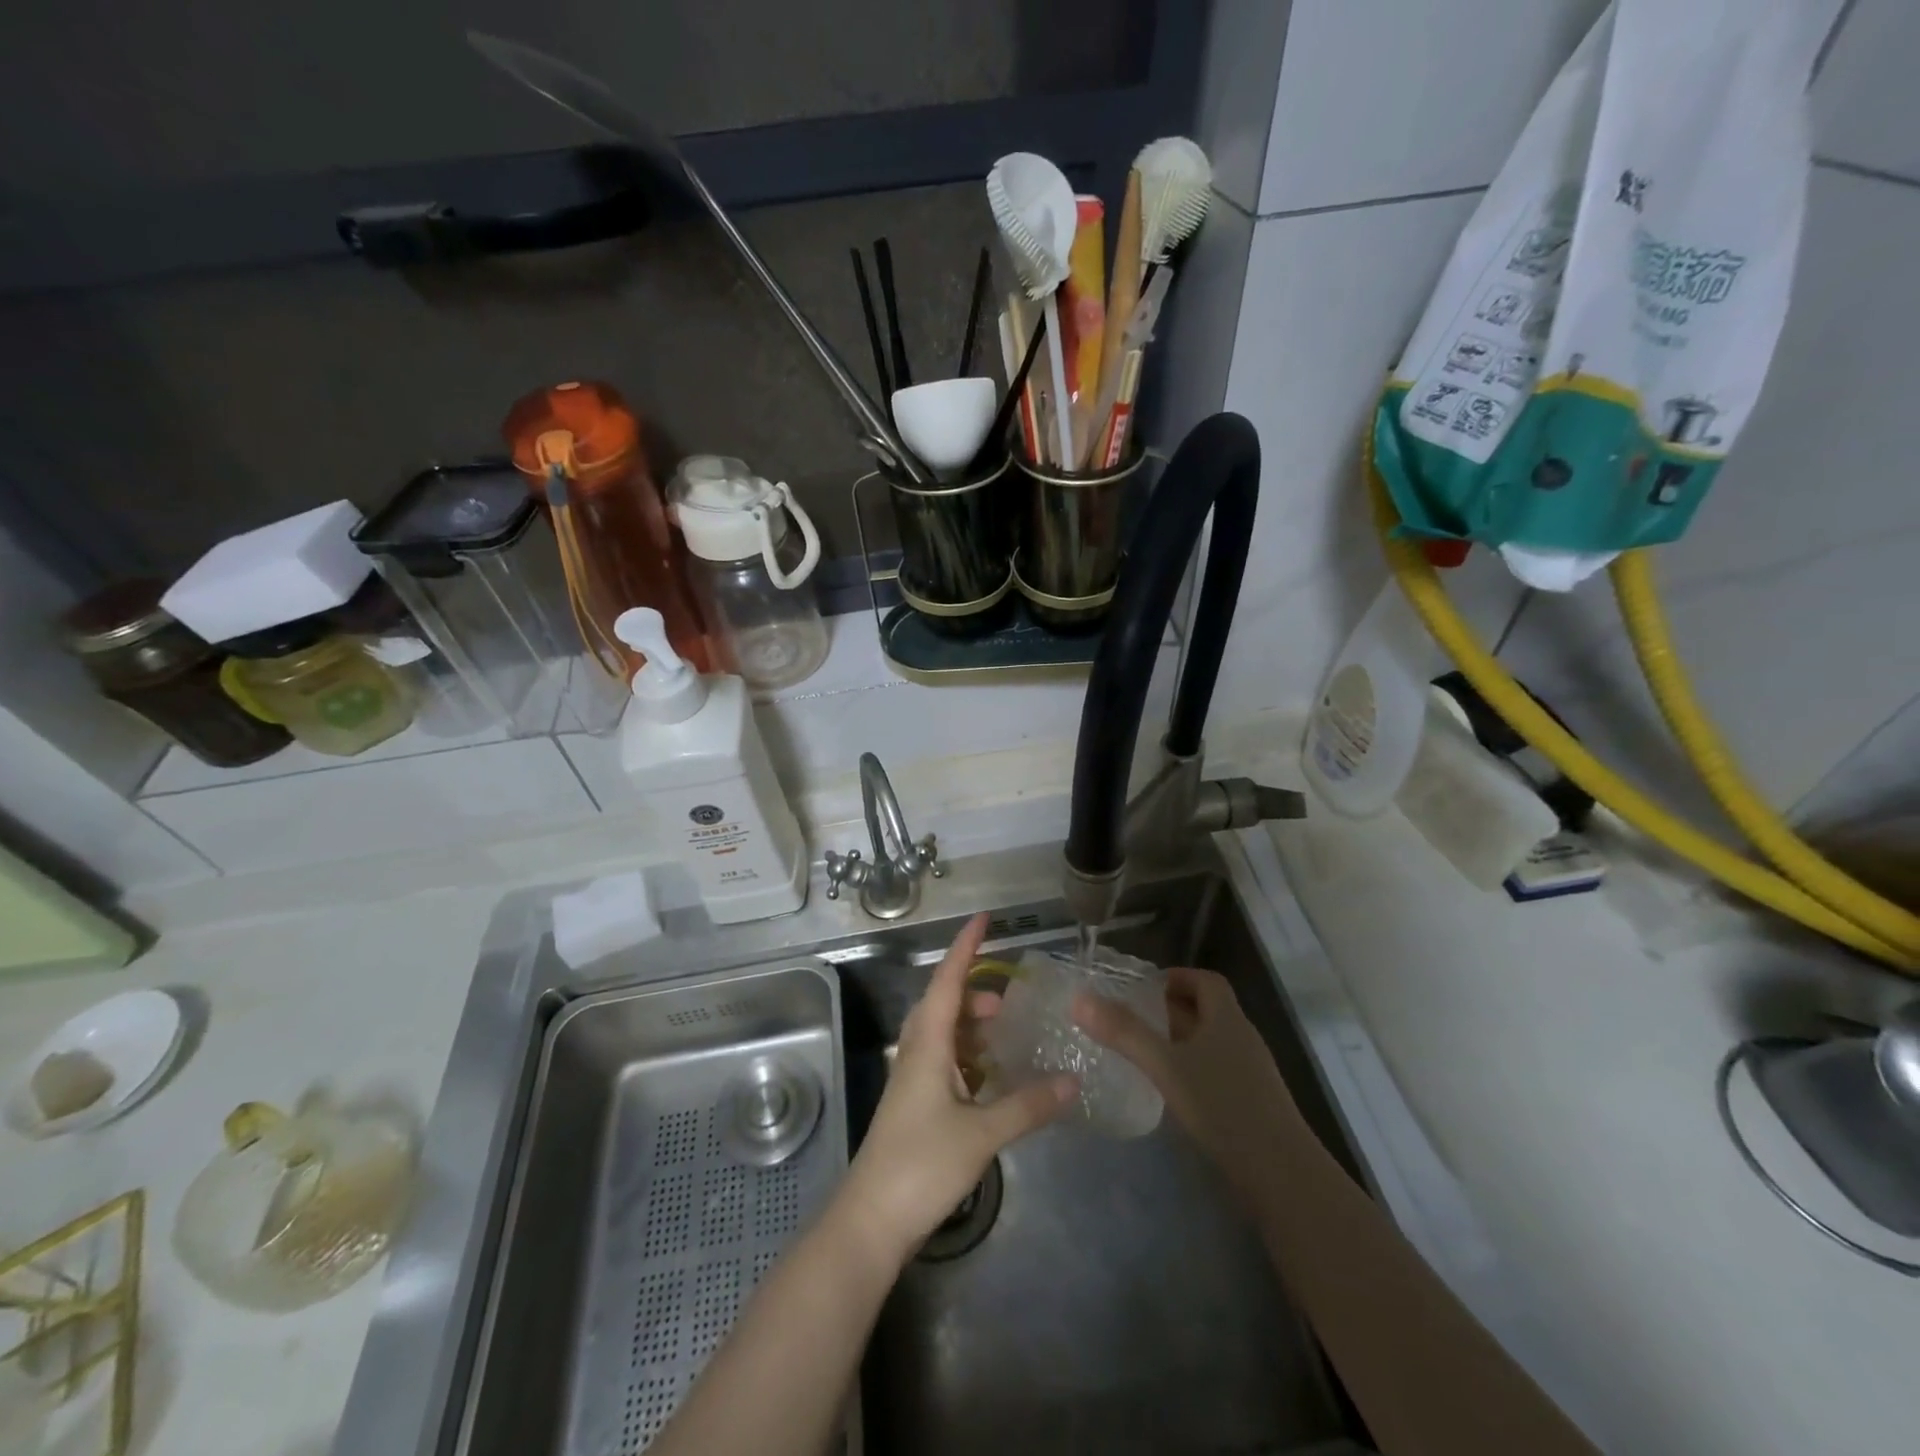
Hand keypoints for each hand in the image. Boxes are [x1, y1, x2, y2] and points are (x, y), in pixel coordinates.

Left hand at [839, 914, 1075, 1261]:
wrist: (871, 1220)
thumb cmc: (921, 1165)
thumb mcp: (982, 1134)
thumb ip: (1028, 1105)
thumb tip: (1072, 1080)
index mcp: (928, 1043)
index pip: (948, 980)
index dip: (966, 947)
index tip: (984, 918)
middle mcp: (917, 1051)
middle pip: (944, 1004)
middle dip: (974, 992)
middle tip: (1010, 1003)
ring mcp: (912, 1079)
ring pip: (943, 1034)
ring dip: (971, 1026)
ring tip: (1004, 1035)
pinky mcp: (914, 1104)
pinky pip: (944, 1062)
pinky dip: (968, 1056)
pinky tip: (990, 1078)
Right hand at [1073, 966, 1301, 1207]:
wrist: (1283, 1176)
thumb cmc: (1224, 1107)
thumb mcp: (1166, 1066)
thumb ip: (1123, 1032)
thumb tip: (1079, 998)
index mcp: (1228, 1019)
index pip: (1206, 981)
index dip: (1176, 977)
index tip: (1142, 988)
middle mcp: (1242, 1038)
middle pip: (1206, 1010)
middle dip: (1169, 1010)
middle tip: (1129, 1019)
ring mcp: (1250, 1073)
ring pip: (1209, 1043)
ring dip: (1178, 1041)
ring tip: (1141, 1052)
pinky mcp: (1251, 1104)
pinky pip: (1215, 1072)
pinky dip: (1190, 1070)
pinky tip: (1169, 1090)